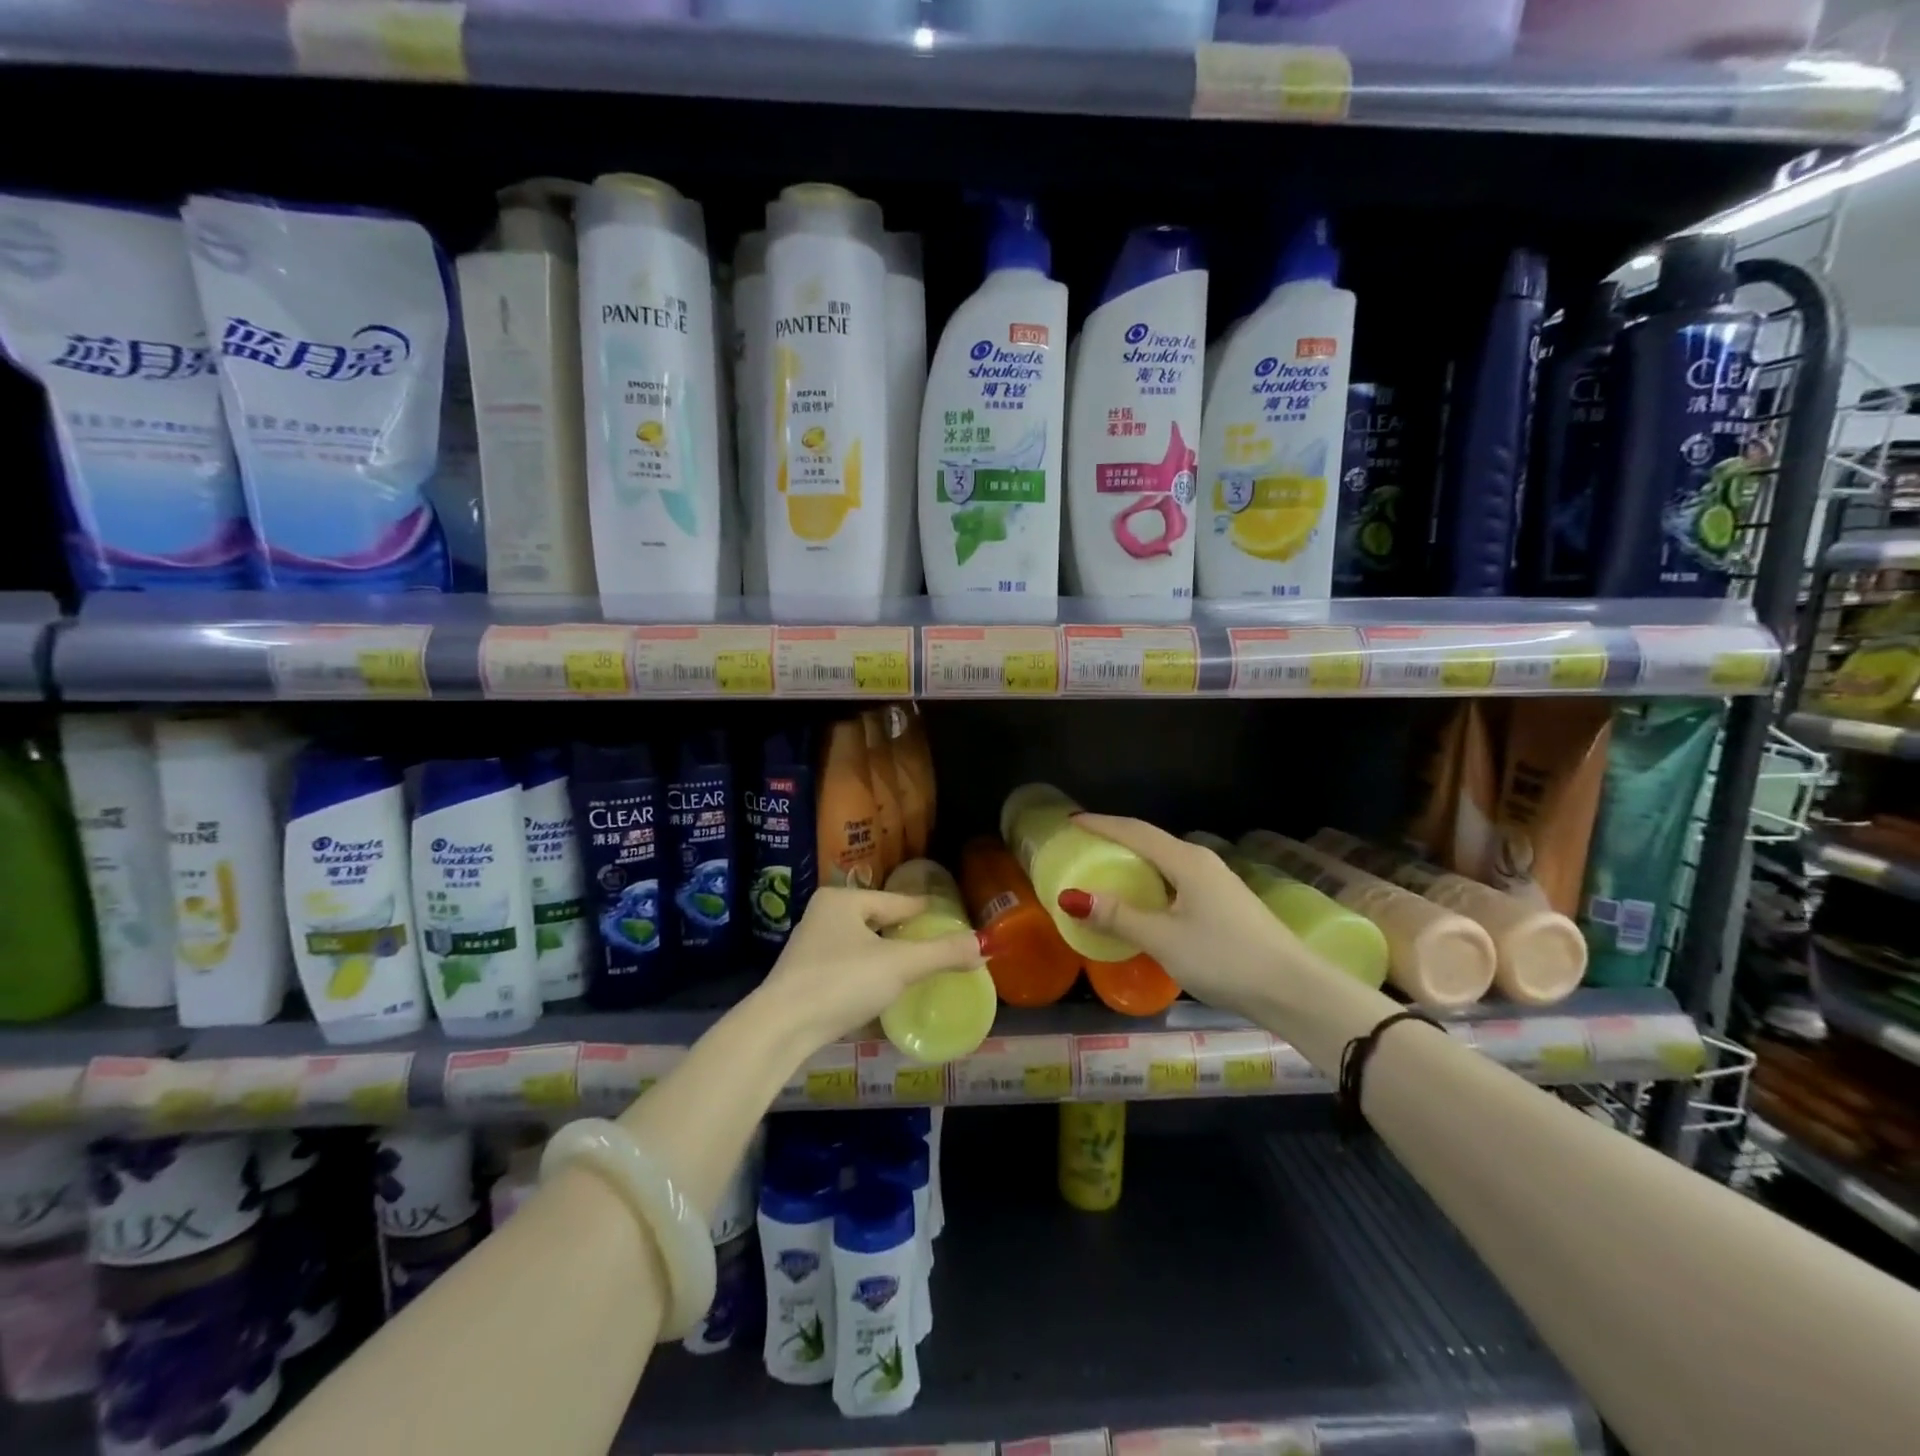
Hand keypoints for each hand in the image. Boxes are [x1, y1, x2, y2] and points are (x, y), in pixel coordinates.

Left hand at [756, 887, 986, 1051]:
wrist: (781, 1028)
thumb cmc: (842, 982)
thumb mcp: (900, 966)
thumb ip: (943, 954)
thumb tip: (986, 944)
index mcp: (843, 899)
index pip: (897, 902)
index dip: (926, 912)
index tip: (949, 919)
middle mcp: (823, 915)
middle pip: (878, 921)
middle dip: (905, 934)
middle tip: (936, 946)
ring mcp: (810, 947)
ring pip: (861, 946)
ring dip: (886, 956)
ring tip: (914, 968)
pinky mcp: (803, 978)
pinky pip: (847, 968)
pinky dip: (867, 975)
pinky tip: (882, 990)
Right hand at [1061, 814, 1303, 1018]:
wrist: (1294, 990)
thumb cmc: (1224, 958)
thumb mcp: (1163, 939)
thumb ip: (1118, 917)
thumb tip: (1072, 897)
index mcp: (1185, 860)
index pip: (1135, 831)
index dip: (1101, 824)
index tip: (1072, 821)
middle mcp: (1201, 862)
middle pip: (1150, 841)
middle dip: (1115, 840)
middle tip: (1083, 847)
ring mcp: (1217, 883)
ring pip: (1166, 862)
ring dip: (1134, 863)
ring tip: (1106, 872)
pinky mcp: (1225, 904)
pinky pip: (1177, 881)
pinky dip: (1151, 883)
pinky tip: (1144, 903)